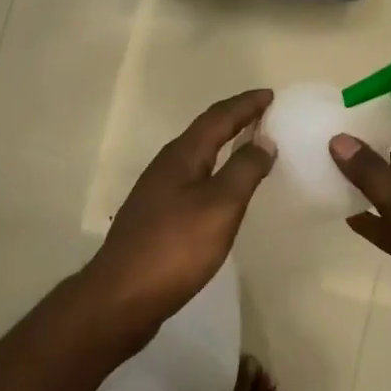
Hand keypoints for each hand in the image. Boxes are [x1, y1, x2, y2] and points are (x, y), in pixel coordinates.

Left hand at [80, 90, 274, 346]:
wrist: (121, 296)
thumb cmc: (175, 247)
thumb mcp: (219, 207)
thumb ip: (244, 171)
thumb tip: (263, 139)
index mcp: (182, 156)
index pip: (218, 118)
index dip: (245, 105)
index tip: (270, 94)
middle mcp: (166, 166)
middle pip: (204, 132)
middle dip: (233, 120)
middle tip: (263, 115)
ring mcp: (156, 192)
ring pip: (196, 156)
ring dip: (222, 145)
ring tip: (248, 146)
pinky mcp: (155, 217)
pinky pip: (191, 180)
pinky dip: (213, 172)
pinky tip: (220, 191)